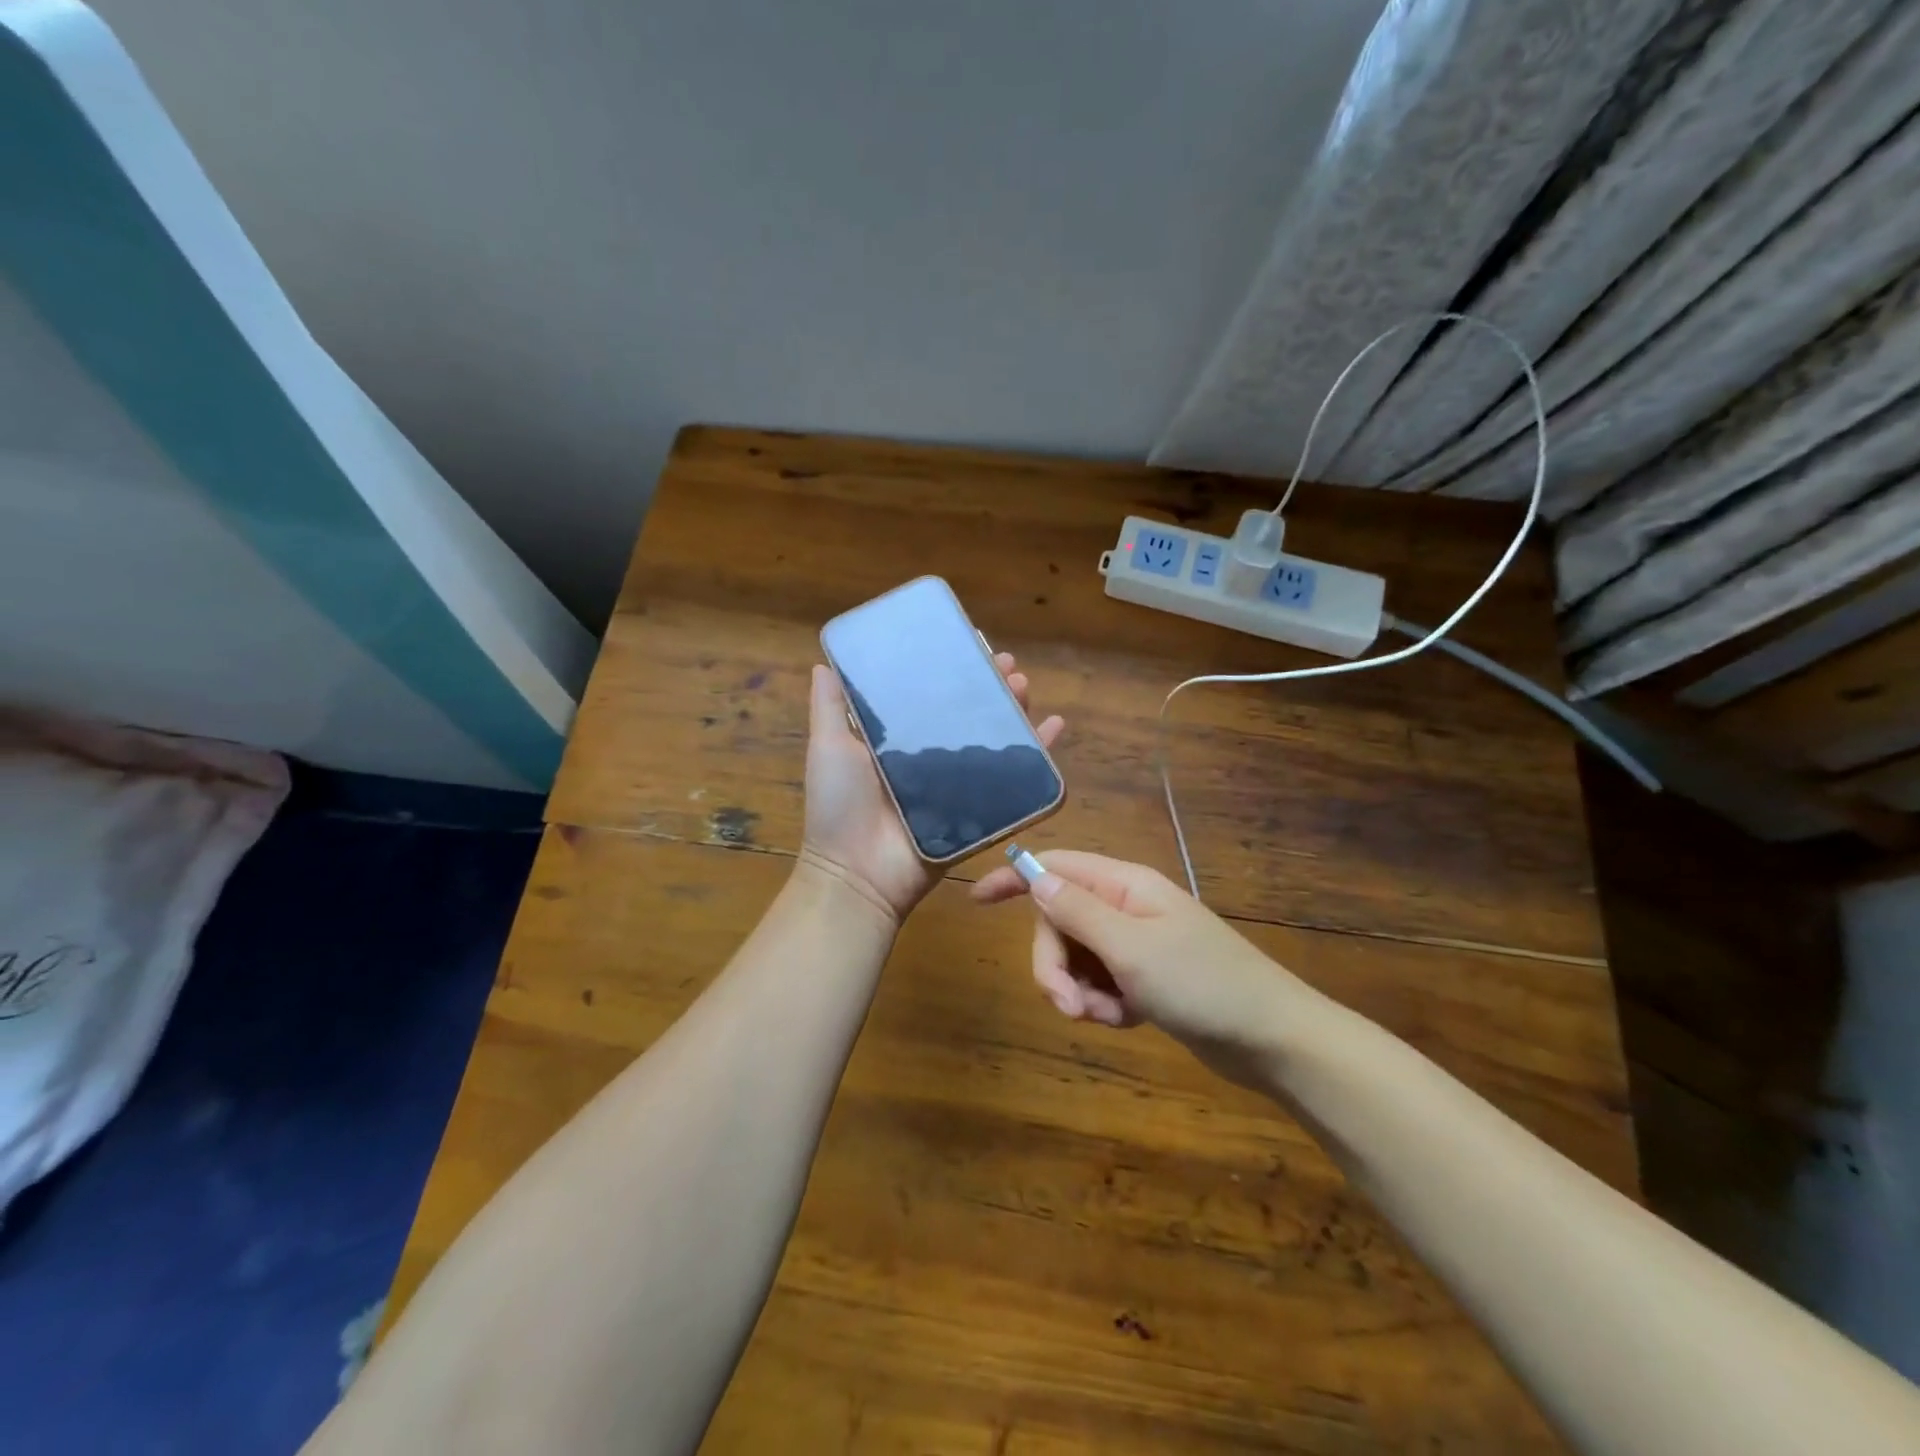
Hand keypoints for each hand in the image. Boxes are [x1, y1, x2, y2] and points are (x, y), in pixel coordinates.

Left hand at [800, 655, 1063, 925]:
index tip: (971, 644)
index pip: (932, 695)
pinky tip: (1054, 727)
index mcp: (899, 740)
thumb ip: (830, 708)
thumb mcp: (828, 748)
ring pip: (994, 740)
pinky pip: (1015, 780)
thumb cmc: (840, 806)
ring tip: (1024, 686)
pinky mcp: (980, 810)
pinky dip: (1039, 754)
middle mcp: (931, 757)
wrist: (859, 873)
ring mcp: (958, 784)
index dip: (952, 670)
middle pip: (969, 713)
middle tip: (1007, 664)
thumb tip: (823, 662)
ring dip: (1014, 710)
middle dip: (990, 685)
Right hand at [972, 850, 1302, 1087]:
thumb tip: (1034, 874)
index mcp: (1123, 885)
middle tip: (1068, 1007)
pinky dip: (1103, 1004)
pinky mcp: (1143, 977)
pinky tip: (1127, 1020)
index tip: (975, 900)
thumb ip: (1077, 910)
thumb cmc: (1203, 984)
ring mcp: (1134, 943)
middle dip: (1053, 965)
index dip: (1014, 878)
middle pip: (1058, 923)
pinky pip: (1099, 983)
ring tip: (1110, 1017)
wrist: (1271, 1038)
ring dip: (1079, 991)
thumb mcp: (1131, 947)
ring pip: (1075, 958)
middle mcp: (1125, 907)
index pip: (1055, 867)